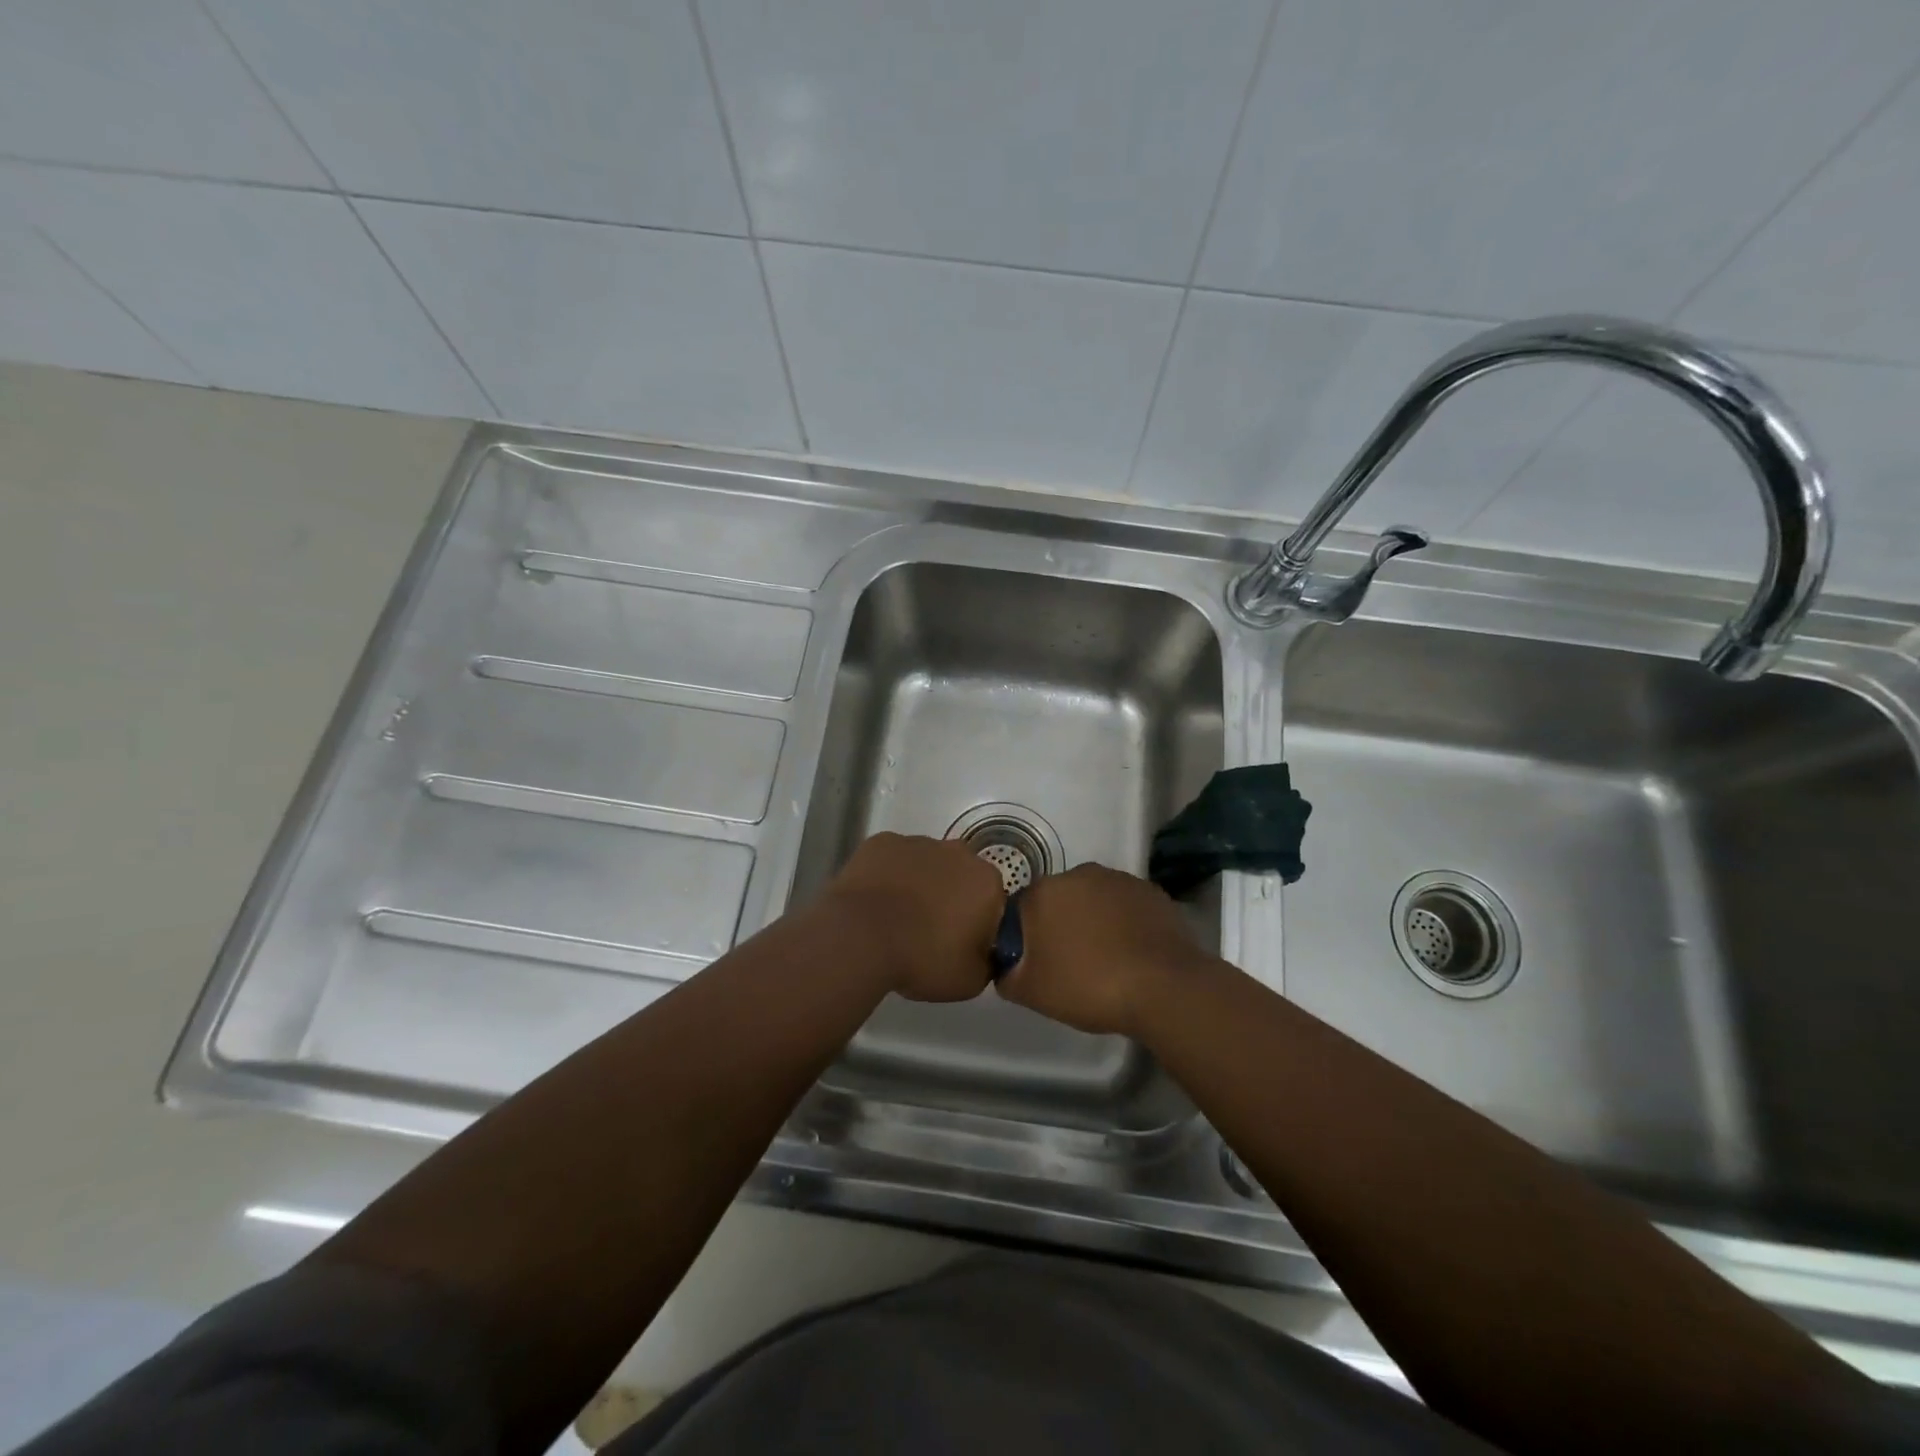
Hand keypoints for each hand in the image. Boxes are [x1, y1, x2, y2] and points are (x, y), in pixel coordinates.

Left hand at [822, 832, 1005, 1001]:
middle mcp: (958, 852)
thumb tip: (983, 954)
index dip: (978, 924)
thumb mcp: (970, 982)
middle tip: (929, 932)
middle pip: (960, 876)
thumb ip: (987, 964)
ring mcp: (917, 842)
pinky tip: (875, 903)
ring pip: (926, 864)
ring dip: (919, 885)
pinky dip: (888, 876)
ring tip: (896, 919)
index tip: (959, 945)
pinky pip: (892, 860)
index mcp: (986, 882)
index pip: (992, 902)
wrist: (860, 938)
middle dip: (950, 898)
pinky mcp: (881, 842)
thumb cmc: (922, 958)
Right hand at [997, 864, 1204, 1036]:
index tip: (1037, 963)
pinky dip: (1124, 923)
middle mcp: (1079, 874)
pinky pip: (1126, 906)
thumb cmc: (1088, 986)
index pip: (1022, 909)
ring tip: (1105, 959)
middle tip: (1070, 963)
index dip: (1027, 937)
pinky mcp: (1151, 892)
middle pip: (1060, 899)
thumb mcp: (1031, 993)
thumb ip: (1007, 974)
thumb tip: (1006, 966)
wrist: (1163, 988)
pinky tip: (1131, 952)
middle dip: (1061, 924)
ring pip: (1094, 900)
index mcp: (1044, 892)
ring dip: (1094, 921)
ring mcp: (1119, 880)